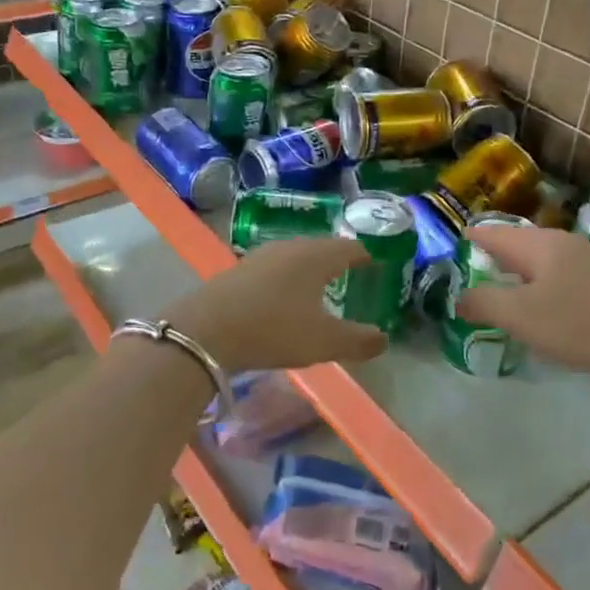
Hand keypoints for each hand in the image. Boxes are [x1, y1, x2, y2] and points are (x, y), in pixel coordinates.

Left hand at [165, 238, 386, 372]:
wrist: (206, 330)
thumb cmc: (274, 329)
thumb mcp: (323, 342)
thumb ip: (357, 340)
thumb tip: (383, 338)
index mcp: (317, 257)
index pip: (350, 248)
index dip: (366, 258)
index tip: (376, 267)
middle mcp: (290, 247)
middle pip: (322, 248)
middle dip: (338, 260)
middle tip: (351, 276)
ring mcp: (261, 256)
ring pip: (296, 256)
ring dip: (310, 268)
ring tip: (320, 286)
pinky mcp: (239, 269)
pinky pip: (275, 268)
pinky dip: (287, 278)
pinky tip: (283, 297)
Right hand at [453, 226, 589, 378]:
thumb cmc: (576, 323)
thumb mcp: (519, 316)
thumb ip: (483, 303)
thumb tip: (459, 298)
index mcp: (538, 244)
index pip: (493, 233)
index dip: (470, 238)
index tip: (451, 245)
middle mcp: (562, 242)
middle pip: (518, 242)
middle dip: (494, 253)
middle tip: (471, 266)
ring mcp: (587, 259)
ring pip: (541, 257)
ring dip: (519, 268)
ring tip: (502, 284)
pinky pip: (559, 271)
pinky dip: (541, 280)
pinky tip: (542, 300)